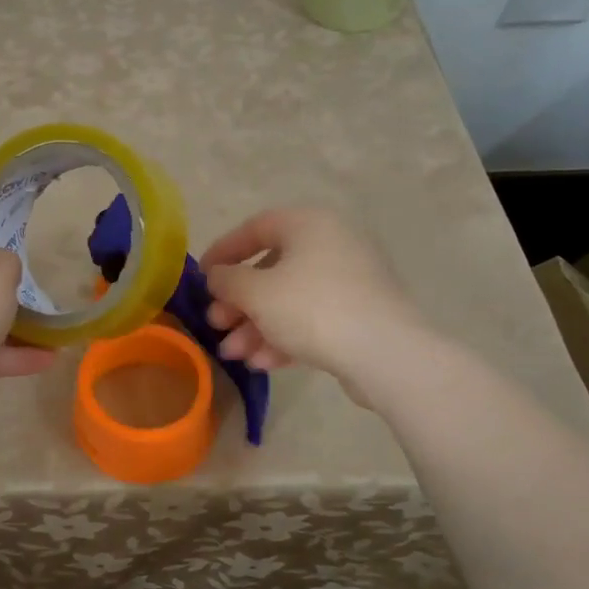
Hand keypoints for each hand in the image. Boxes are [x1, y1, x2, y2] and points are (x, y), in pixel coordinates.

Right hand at [199, 207, 419, 389]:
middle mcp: (332, 244)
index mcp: (309, 224)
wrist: (386, 353)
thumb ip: (227, 280)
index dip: (223, 251)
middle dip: (238, 302)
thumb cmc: (312, 308)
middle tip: (216, 324)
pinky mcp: (361, 315)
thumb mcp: (256, 292)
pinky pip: (313, 319)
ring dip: (256, 327)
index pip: (255, 227)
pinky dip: (285, 337)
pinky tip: (263, 364)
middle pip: (271, 270)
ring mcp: (350, 281)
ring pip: (289, 300)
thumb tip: (216, 275)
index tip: (202, 277)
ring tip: (234, 355)